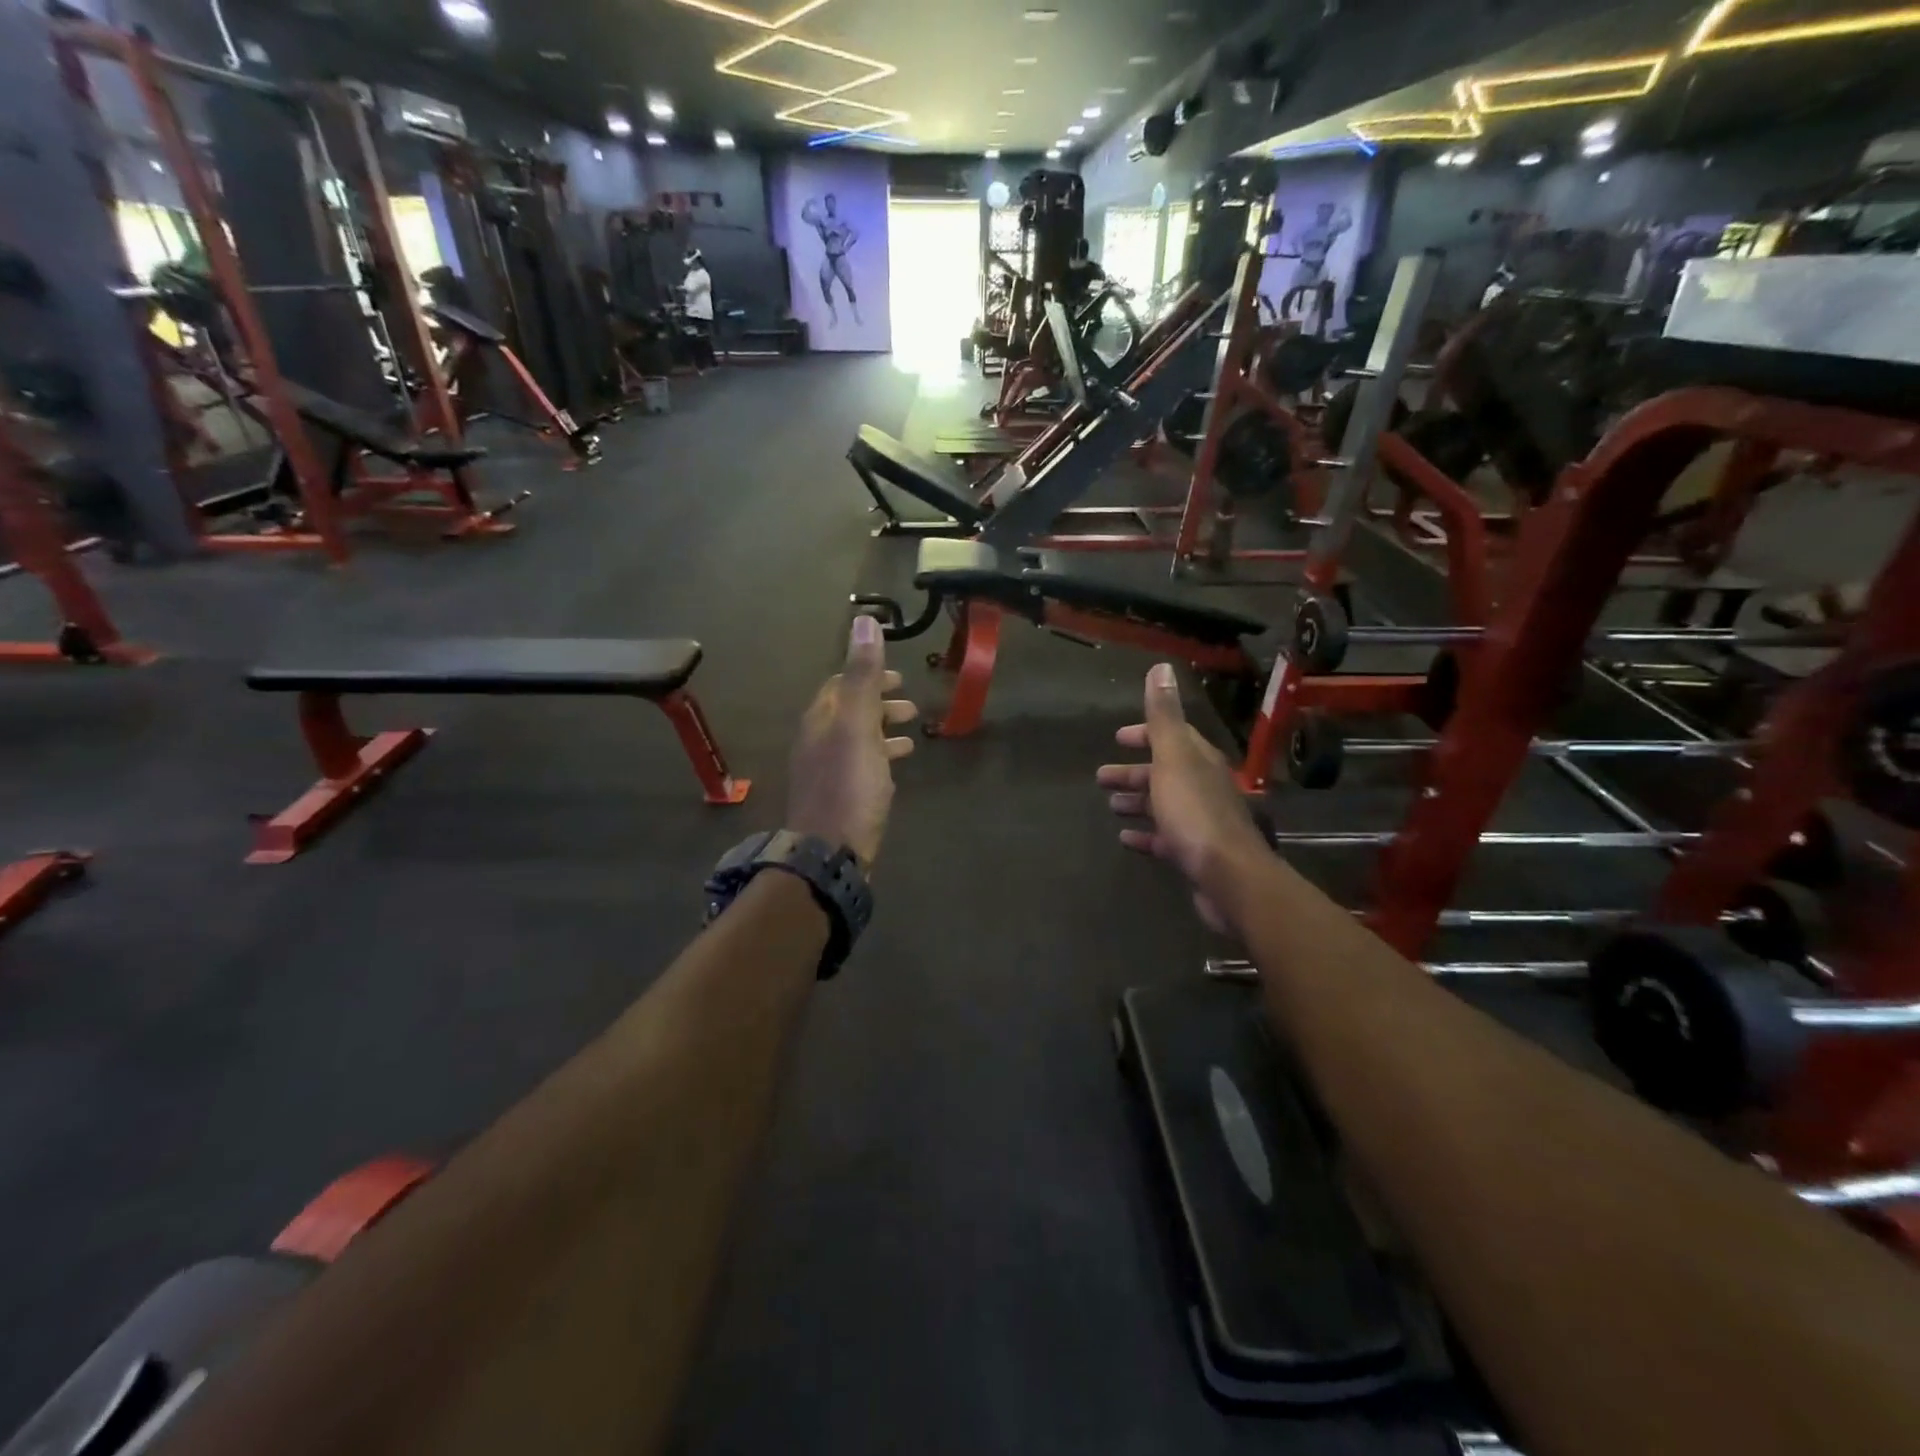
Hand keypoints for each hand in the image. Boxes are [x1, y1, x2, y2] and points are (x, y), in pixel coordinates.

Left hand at [787, 616, 917, 867]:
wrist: (830, 852)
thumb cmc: (848, 785)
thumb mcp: (858, 725)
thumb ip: (862, 675)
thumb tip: (864, 621)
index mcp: (820, 719)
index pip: (840, 684)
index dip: (868, 675)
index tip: (898, 676)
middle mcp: (818, 741)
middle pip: (849, 711)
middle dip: (879, 702)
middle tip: (910, 705)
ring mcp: (827, 771)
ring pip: (857, 738)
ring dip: (883, 728)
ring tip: (912, 731)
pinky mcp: (839, 796)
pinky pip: (861, 764)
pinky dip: (881, 754)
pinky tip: (898, 764)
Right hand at [1098, 663, 1269, 932]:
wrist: (1228, 876)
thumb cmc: (1194, 812)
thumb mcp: (1173, 757)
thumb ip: (1164, 716)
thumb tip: (1161, 668)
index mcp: (1199, 760)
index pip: (1172, 737)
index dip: (1145, 734)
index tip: (1118, 738)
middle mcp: (1203, 786)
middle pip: (1164, 772)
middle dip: (1134, 771)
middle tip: (1102, 777)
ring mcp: (1200, 820)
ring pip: (1163, 804)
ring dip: (1137, 801)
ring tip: (1111, 806)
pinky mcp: (1195, 852)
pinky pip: (1164, 837)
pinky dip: (1145, 834)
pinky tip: (1126, 839)